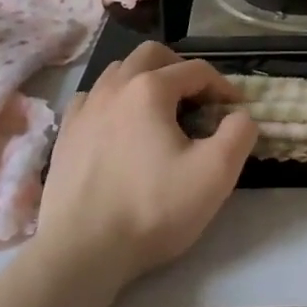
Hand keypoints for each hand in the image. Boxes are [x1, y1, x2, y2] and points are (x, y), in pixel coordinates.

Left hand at [38, 41, 257, 286]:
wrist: (81, 251)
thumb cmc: (152, 208)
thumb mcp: (214, 174)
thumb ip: (239, 135)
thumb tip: (241, 116)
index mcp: (151, 88)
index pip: (196, 70)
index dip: (222, 86)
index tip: (235, 111)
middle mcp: (115, 86)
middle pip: (152, 55)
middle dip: (179, 68)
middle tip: (196, 98)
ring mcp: (85, 108)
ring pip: (118, 71)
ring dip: (144, 80)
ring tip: (159, 111)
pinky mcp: (65, 134)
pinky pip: (91, 99)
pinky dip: (111, 101)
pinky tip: (118, 127)